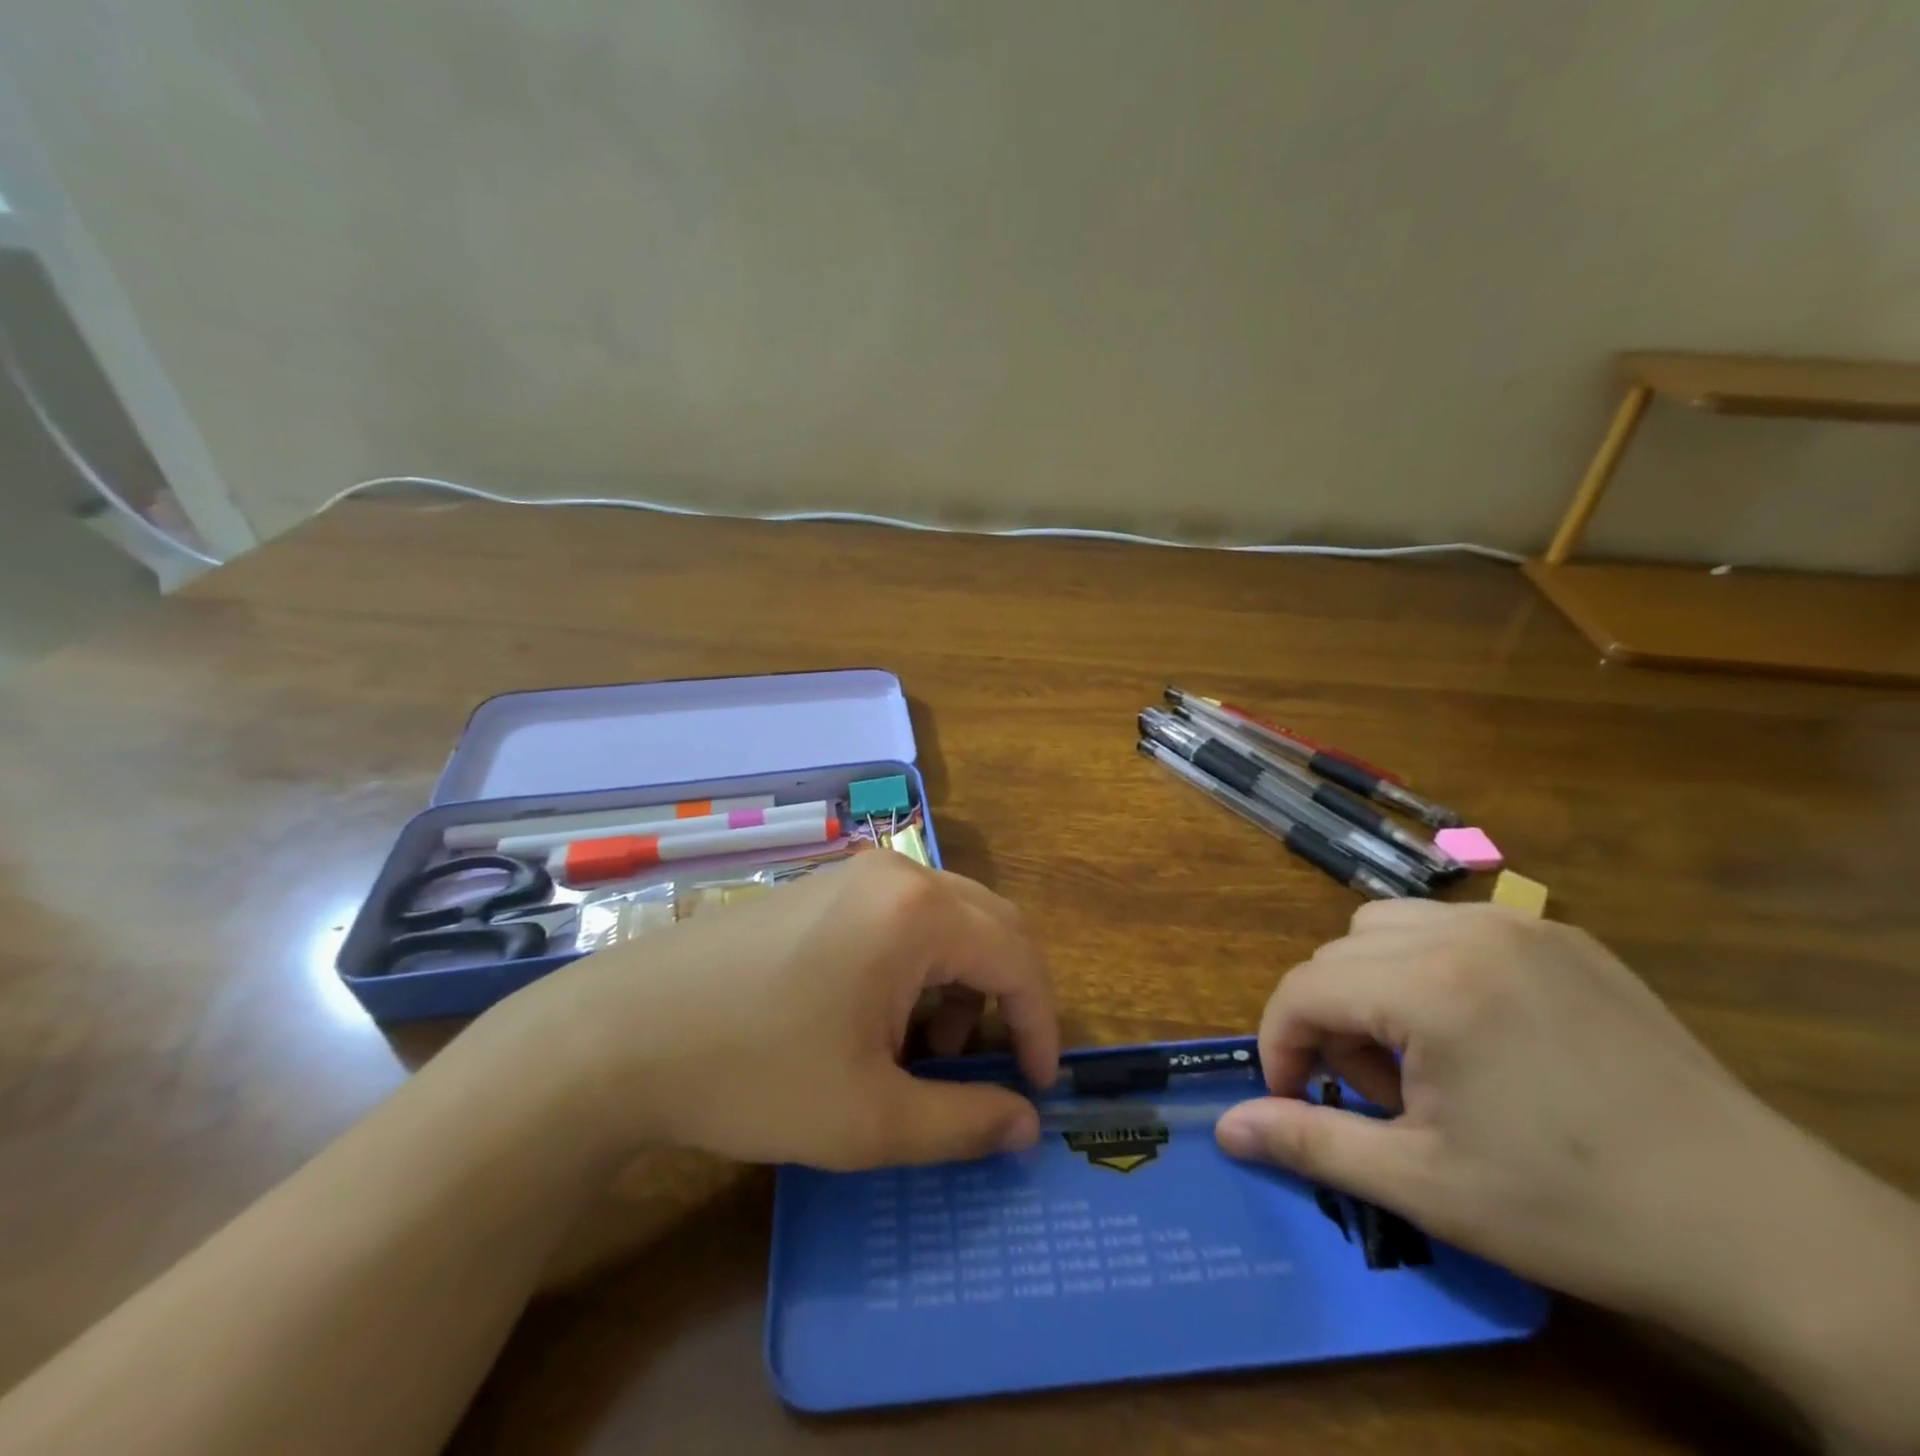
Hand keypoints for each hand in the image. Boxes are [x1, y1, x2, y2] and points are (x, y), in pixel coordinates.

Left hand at [478, 852, 1059, 1170]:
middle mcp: (894, 873)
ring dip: (959, 981)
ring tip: (923, 1049)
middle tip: (989, 1066)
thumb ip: (963, 1122)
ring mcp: (852, 873)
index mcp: (917, 912)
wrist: (621, 1034)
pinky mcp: (821, 886)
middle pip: (989, 924)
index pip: (1016, 957)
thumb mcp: (869, 1120)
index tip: (1038, 1087)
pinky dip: (918, 964)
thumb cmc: (753, 1074)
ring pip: (946, 919)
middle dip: (1005, 997)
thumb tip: (1024, 1125)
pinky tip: (877, 1017)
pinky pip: (901, 917)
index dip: (1040, 1024)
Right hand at [1213, 900, 1788, 1320]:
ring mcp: (1520, 925)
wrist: (1765, 1230)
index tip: (1296, 1100)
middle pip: (1338, 954)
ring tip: (1422, 1059)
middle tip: (1376, 1096)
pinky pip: (1452, 927)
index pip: (1303, 989)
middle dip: (1331, 1021)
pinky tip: (1477, 1033)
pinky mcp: (1562, 937)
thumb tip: (1225, 1129)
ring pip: (1386, 927)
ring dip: (1372, 985)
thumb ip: (1311, 1143)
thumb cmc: (1577, 1211)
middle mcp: (1466, 931)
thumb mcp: (1425, 1186)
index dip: (1280, 1046)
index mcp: (1430, 986)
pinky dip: (1429, 967)